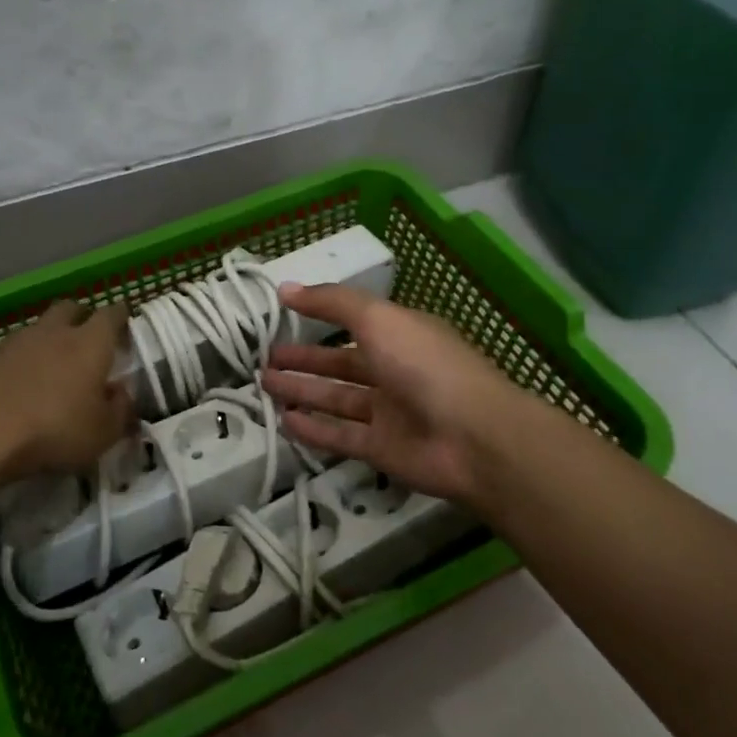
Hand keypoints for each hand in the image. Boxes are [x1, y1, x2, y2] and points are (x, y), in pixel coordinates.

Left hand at [0, 301, 134, 479]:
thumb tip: (122, 393)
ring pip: (34, 328)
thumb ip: (120, 410)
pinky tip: (7, 381)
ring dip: (44, 339)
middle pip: (70, 308)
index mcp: (90, 344)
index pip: (111, 314)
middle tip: (87, 338)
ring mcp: (12, 343)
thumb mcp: (104, 433)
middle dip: (81, 317)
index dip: (120, 316)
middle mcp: (52, 332)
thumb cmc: (54, 431)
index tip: (125, 324)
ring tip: (47, 364)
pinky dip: (8, 362)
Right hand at [260, 283, 531, 507]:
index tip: (283, 312)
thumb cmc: (425, 365)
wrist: (472, 438)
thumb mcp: (378, 319)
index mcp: (402, 335)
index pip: (356, 322)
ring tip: (264, 383)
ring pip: (337, 399)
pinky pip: (340, 435)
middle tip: (265, 357)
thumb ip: (332, 303)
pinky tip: (284, 421)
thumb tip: (285, 287)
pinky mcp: (382, 449)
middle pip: (342, 362)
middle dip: (305, 359)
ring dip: (303, 391)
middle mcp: (396, 371)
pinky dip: (313, 429)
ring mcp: (390, 413)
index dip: (321, 316)